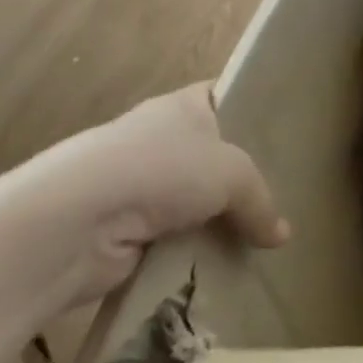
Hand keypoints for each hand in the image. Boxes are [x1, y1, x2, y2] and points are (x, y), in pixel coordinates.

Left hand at [13, 82, 289, 307]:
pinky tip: (227, 265)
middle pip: (214, 155)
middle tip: (289, 194)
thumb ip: (262, 200)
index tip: (288, 132)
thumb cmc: (161, 170)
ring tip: (265, 237)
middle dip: (244, 178)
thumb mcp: (234, 173)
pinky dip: (194, 254)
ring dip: (219, 222)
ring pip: (196, 202)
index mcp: (183, 106)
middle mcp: (160, 140)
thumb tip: (282, 236)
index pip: (225, 97)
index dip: (254, 110)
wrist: (72, 225)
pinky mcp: (125, 233)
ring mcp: (139, 187)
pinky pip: (175, 241)